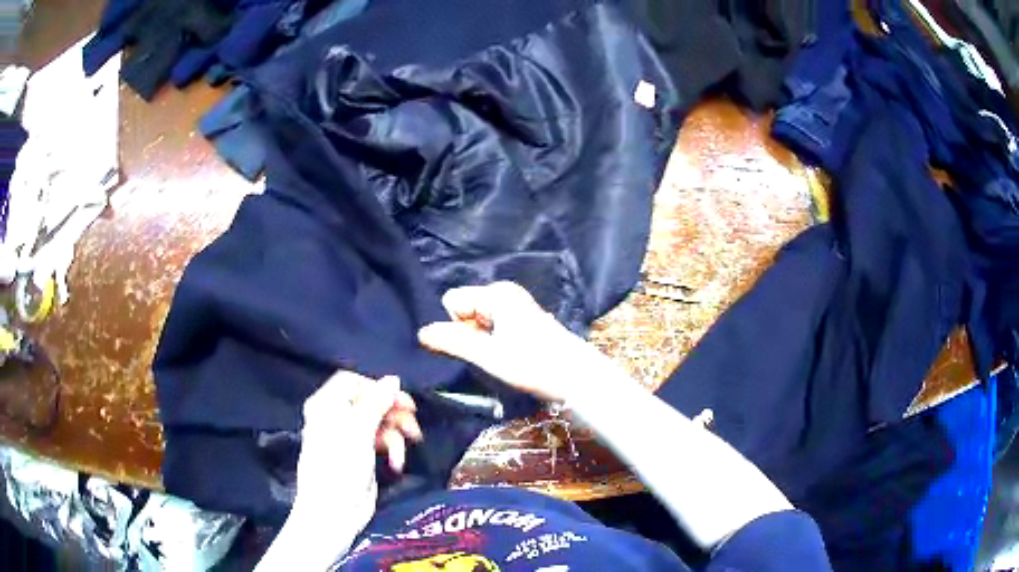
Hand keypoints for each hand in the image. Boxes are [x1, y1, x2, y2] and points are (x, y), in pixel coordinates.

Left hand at [293, 372, 421, 529]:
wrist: (334, 511)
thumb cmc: (340, 467)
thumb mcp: (359, 432)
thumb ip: (376, 403)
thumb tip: (393, 379)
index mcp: (327, 405)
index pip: (353, 382)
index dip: (377, 387)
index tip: (400, 399)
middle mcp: (336, 417)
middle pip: (370, 402)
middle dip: (393, 413)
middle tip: (413, 423)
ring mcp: (349, 437)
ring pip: (379, 423)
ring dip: (396, 434)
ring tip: (409, 446)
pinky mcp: (361, 454)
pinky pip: (381, 442)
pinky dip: (392, 449)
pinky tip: (396, 463)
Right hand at [417, 281, 627, 402]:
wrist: (578, 377)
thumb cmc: (534, 364)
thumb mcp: (488, 356)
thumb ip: (453, 342)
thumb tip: (421, 332)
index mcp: (496, 293)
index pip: (452, 301)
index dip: (457, 326)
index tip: (475, 346)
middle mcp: (505, 293)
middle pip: (465, 310)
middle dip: (468, 333)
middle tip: (488, 356)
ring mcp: (516, 306)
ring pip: (478, 321)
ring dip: (481, 341)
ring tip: (500, 359)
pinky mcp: (523, 321)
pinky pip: (493, 326)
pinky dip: (494, 342)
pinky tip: (510, 358)